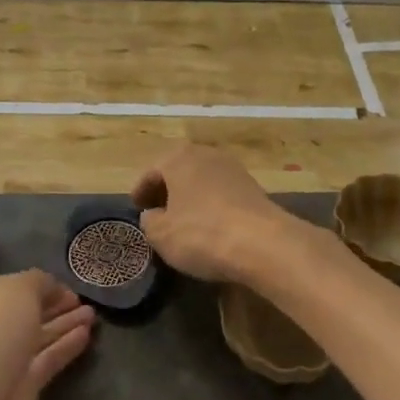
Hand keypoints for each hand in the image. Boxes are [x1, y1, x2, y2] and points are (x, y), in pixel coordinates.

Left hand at [0, 271, 94, 399]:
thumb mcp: (16, 291)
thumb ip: (39, 283)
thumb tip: (51, 289)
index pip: (12, 283)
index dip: (42, 284)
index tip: (70, 287)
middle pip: (26, 311)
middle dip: (56, 305)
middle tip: (87, 302)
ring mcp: (1, 360)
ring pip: (38, 336)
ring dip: (64, 325)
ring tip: (94, 316)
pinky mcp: (17, 391)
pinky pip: (46, 361)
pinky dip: (65, 348)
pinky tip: (86, 336)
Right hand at [131, 144, 299, 283]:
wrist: (263, 244)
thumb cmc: (201, 234)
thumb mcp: (161, 234)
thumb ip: (149, 221)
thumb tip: (153, 215)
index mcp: (178, 158)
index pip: (151, 172)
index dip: (140, 191)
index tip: (135, 207)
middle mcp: (206, 155)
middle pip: (178, 171)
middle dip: (166, 190)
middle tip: (156, 211)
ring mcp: (233, 169)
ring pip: (202, 181)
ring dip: (190, 197)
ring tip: (182, 220)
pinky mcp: (254, 188)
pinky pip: (221, 193)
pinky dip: (210, 205)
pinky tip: (208, 225)